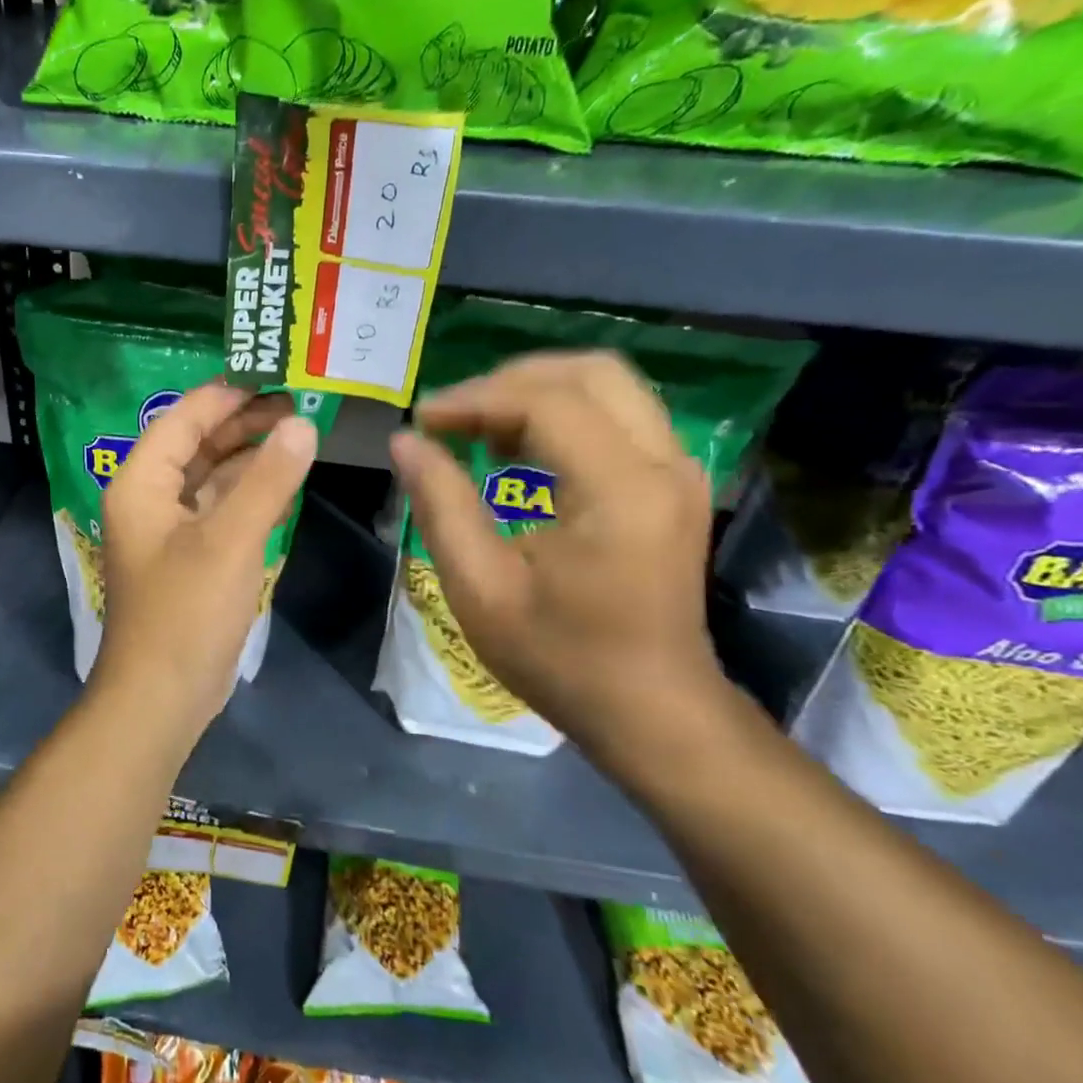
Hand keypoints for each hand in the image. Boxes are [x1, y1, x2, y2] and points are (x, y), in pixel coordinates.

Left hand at [90, 381, 318, 736]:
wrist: (162, 696)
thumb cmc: (187, 613)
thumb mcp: (230, 540)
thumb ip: (267, 480)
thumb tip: (303, 425)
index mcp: (142, 482)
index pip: (184, 418)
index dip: (228, 394)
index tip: (277, 376)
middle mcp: (149, 497)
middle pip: (196, 442)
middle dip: (244, 422)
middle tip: (299, 404)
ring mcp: (168, 529)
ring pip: (209, 475)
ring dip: (249, 455)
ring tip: (299, 433)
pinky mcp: (188, 556)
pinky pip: (218, 507)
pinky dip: (247, 491)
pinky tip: (282, 480)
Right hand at [388, 351, 727, 759]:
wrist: (652, 711)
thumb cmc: (561, 658)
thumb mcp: (481, 589)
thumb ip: (441, 505)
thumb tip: (405, 442)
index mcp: (620, 490)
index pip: (546, 402)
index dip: (474, 399)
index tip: (422, 421)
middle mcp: (662, 462)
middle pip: (589, 372)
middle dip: (509, 381)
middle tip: (453, 417)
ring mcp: (678, 470)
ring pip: (607, 385)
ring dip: (536, 392)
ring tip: (477, 428)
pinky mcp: (674, 483)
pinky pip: (618, 415)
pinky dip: (562, 414)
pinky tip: (518, 449)